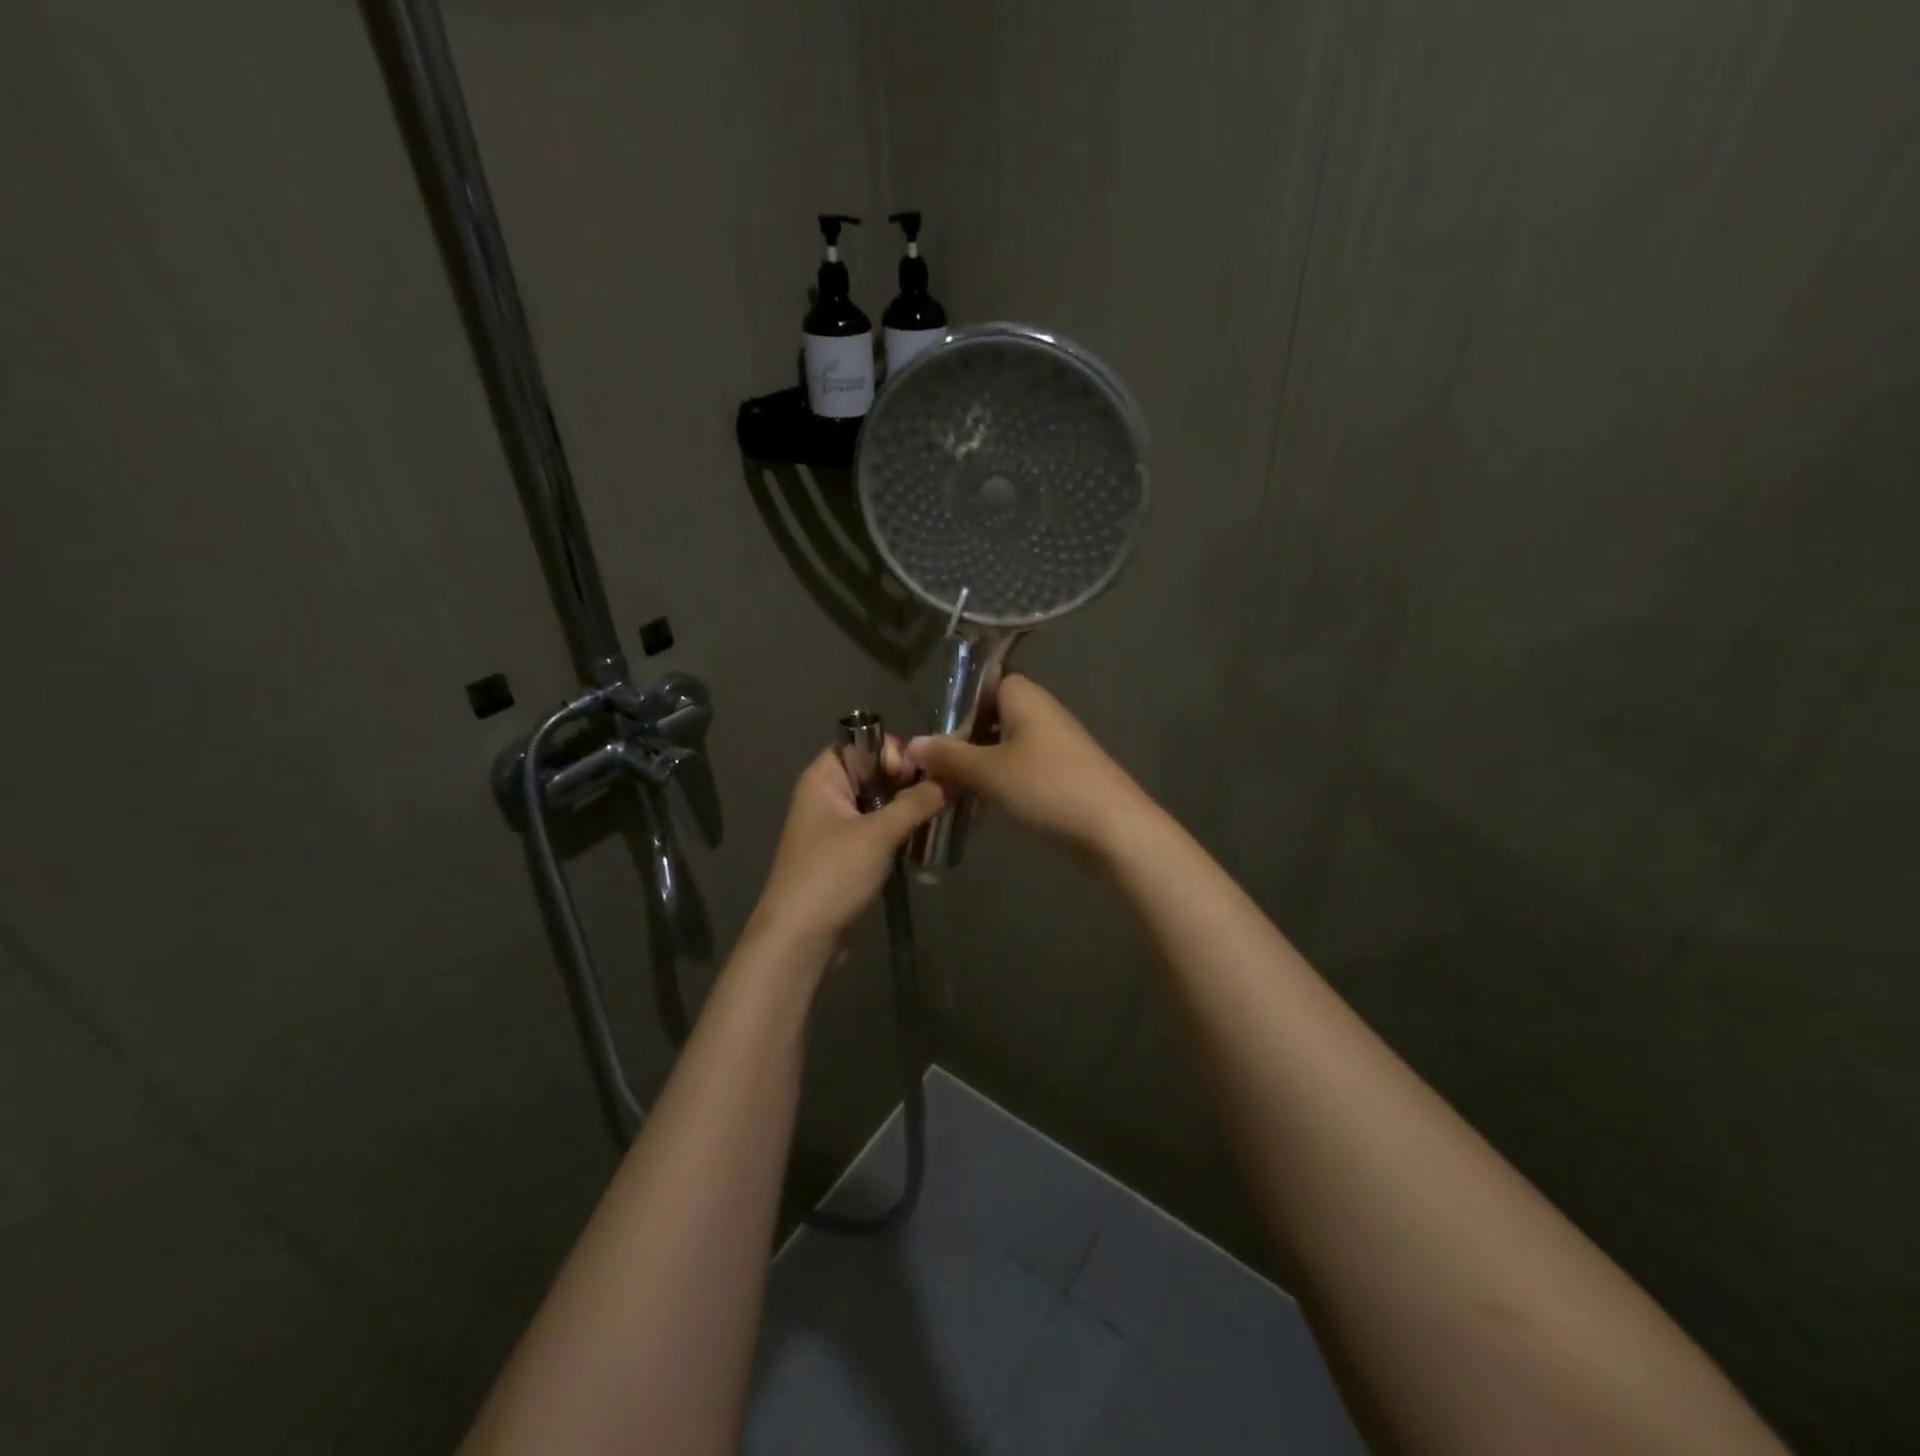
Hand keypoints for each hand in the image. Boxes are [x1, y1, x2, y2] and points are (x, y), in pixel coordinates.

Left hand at [745, 743, 947, 948]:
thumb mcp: (878, 833)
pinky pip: (881, 830)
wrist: (800, 940)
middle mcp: (828, 795)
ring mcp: (838, 827)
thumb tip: (954, 778)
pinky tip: (928, 839)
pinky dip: (902, 832)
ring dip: (911, 808)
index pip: (864, 742)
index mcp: (824, 778)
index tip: (921, 775)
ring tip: (944, 816)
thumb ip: (917, 802)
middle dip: (911, 781)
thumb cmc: (832, 875)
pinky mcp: (849, 856)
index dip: (894, 752)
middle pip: (877, 772)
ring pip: (882, 803)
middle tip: (944, 796)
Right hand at [904, 675, 1152, 856]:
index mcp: (1023, 696)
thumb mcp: (988, 771)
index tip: (930, 733)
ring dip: (975, 768)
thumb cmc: (1046, 787)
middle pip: (988, 717)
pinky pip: (1017, 770)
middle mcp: (1039, 712)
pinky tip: (977, 811)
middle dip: (959, 742)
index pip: (982, 681)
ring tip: (947, 793)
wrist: (1113, 830)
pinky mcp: (1059, 775)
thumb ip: (948, 756)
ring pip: (1000, 747)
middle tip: (930, 769)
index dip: (955, 704)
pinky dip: (996, 785)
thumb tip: (911, 745)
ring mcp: (1052, 745)